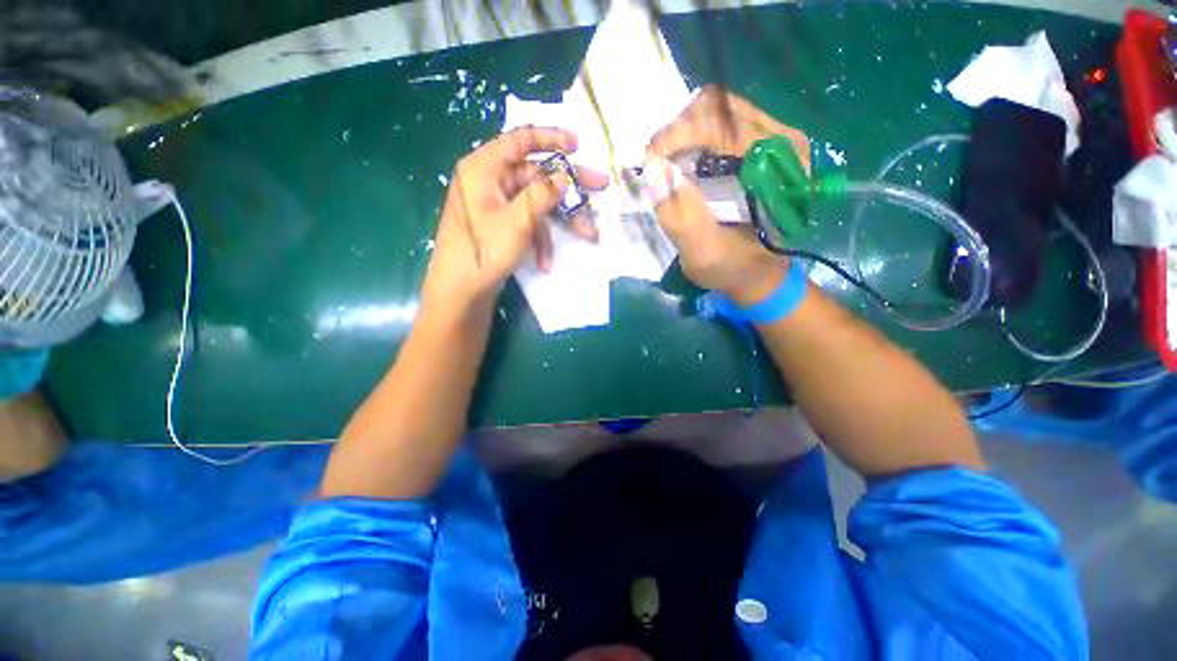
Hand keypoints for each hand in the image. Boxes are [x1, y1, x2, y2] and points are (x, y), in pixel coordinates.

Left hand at [421, 127, 607, 319]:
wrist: (460, 292)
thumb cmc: (483, 251)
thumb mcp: (518, 221)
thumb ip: (543, 194)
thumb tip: (564, 176)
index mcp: (484, 168)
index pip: (520, 140)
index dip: (551, 138)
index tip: (578, 146)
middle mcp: (489, 181)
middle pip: (535, 174)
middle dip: (567, 188)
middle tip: (599, 186)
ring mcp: (495, 205)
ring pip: (535, 202)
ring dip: (558, 221)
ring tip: (588, 235)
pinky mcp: (500, 225)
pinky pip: (526, 222)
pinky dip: (540, 239)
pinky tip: (546, 261)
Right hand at [644, 86, 808, 303]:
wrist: (757, 273)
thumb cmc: (734, 267)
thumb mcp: (704, 253)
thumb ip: (681, 218)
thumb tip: (653, 169)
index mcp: (779, 166)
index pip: (723, 123)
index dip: (678, 135)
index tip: (649, 161)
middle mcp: (782, 141)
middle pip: (718, 108)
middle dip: (676, 131)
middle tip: (652, 161)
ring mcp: (771, 138)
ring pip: (716, 111)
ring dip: (681, 133)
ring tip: (662, 161)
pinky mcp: (758, 145)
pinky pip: (719, 123)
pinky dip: (691, 136)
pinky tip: (678, 160)